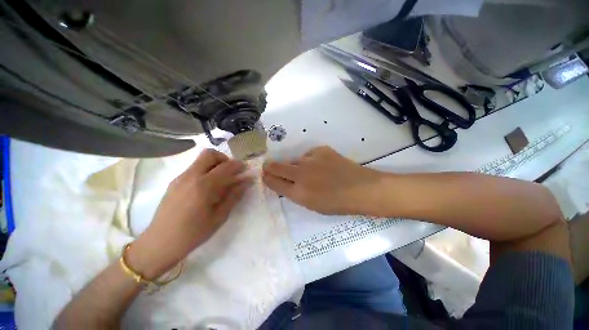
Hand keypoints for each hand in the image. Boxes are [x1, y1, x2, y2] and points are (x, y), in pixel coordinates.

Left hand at [128, 149, 250, 278]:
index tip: (246, 170)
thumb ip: (234, 195)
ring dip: (215, 164)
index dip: (239, 166)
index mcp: (204, 186)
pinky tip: (207, 187)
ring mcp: (180, 178)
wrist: (159, 243)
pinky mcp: (174, 182)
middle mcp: (190, 176)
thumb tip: (247, 181)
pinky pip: (194, 168)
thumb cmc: (193, 233)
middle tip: (231, 172)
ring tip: (221, 180)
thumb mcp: (219, 216)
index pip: (226, 167)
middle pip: (210, 154)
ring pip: (200, 160)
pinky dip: (205, 170)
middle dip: (224, 159)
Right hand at [262, 146, 381, 214]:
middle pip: (275, 166)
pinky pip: (308, 155)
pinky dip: (311, 160)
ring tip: (310, 171)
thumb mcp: (311, 205)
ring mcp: (310, 160)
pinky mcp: (321, 150)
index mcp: (298, 193)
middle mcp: (300, 174)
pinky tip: (322, 165)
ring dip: (296, 166)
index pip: (273, 182)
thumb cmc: (337, 203)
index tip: (265, 175)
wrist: (361, 189)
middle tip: (269, 166)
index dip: (267, 178)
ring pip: (294, 160)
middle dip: (269, 167)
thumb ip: (294, 193)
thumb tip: (284, 182)